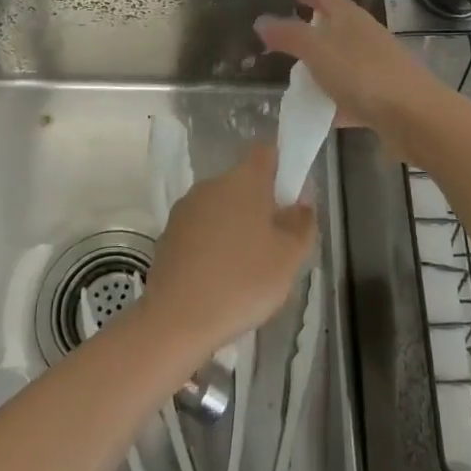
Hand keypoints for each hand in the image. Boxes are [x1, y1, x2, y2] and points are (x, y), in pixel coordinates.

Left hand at [140, 144, 314, 352]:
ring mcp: (186, 208)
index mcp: (244, 180)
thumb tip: (300, 201)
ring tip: (248, 268)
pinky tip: (220, 279)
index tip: (292, 196)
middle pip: (244, 182)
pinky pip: (201, 229)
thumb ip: (302, 222)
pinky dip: (213, 245)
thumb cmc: (242, 281)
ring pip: (221, 207)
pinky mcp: (168, 234)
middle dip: (261, 205)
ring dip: (236, 226)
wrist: (175, 319)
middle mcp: (212, 184)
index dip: (283, 165)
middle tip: (276, 243)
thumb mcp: (289, 257)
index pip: (267, 151)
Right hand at [255, 0, 449, 136]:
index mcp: (351, 18)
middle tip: (291, 36)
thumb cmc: (362, 74)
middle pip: (339, 26)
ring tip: (300, 77)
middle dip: (316, 28)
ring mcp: (379, 67)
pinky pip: (354, 94)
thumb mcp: (317, 51)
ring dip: (325, 65)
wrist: (415, 116)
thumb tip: (261, 21)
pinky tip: (322, 114)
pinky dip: (336, 99)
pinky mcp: (385, 97)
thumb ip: (289, 36)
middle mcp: (367, 37)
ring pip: (345, 60)